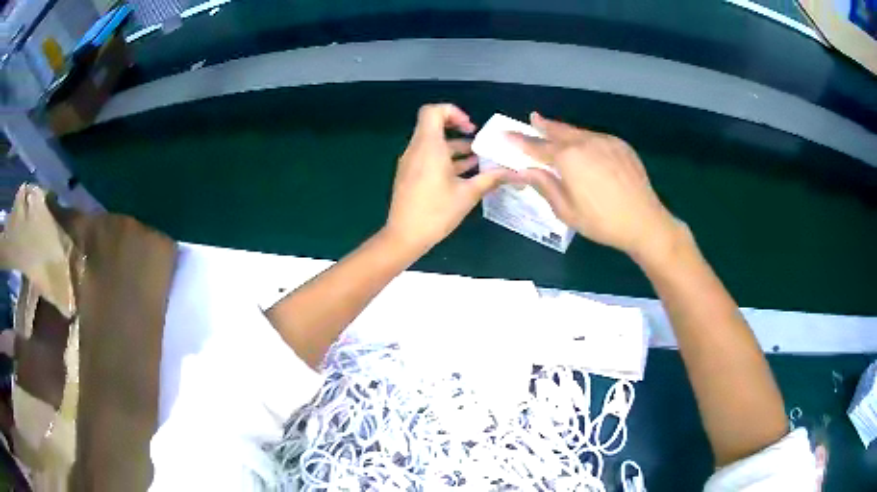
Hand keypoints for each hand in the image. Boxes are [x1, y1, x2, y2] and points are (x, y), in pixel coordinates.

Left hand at [385, 104, 514, 251]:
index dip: (453, 112)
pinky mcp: (409, 175)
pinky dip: (445, 160)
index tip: (471, 128)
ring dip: (455, 148)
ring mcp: (410, 163)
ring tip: (479, 160)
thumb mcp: (468, 194)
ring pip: (433, 144)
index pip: (433, 111)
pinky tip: (465, 175)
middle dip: (459, 131)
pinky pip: (428, 158)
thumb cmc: (436, 212)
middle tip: (479, 143)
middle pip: (434, 126)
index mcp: (428, 147)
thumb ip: (491, 179)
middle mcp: (416, 150)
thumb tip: (516, 173)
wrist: (404, 237)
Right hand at [511, 112, 678, 258]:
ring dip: (565, 132)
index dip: (520, 141)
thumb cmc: (601, 221)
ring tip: (556, 131)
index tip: (506, 134)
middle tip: (533, 119)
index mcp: (568, 158)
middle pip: (559, 131)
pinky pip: (597, 138)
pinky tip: (586, 148)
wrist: (644, 221)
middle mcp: (585, 142)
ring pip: (579, 133)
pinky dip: (585, 140)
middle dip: (544, 126)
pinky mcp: (621, 146)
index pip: (537, 147)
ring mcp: (606, 141)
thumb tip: (526, 170)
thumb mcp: (566, 210)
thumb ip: (545, 186)